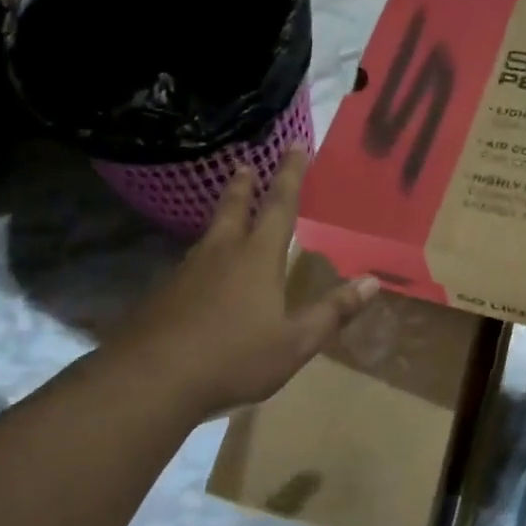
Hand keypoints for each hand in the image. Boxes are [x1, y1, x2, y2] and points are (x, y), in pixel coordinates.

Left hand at [128, 149, 378, 420]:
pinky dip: (204, 253)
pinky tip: (201, 272)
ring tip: (227, 211)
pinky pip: (192, 263)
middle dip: (244, 185)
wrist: (152, 379)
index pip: (279, 205)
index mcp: (257, 257)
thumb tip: (373, 281)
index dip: (290, 175)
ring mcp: (188, 272)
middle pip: (233, 208)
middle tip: (245, 163)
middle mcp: (221, 253)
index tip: (293, 146)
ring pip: (210, 233)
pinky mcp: (165, 293)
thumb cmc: (234, 357)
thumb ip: (333, 311)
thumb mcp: (295, 342)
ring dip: (222, 214)